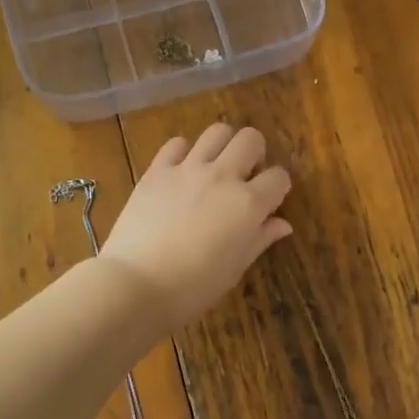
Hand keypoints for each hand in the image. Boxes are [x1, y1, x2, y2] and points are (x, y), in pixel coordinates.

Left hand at [99, 123, 292, 328]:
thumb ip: (260, 239)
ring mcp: (188, 169)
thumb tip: (282, 224)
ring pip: (217, 132)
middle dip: (255, 153)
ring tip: (215, 166)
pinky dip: (183, 152)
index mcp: (248, 204)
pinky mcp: (157, 170)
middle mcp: (223, 176)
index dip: (278, 187)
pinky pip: (176, 144)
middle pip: (251, 139)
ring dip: (223, 145)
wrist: (136, 284)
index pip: (279, 177)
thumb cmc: (193, 287)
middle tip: (245, 175)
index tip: (269, 201)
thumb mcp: (235, 268)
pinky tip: (180, 171)